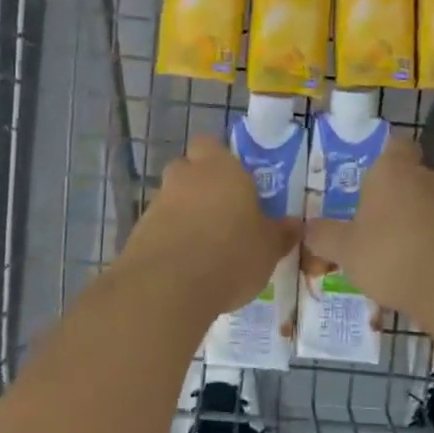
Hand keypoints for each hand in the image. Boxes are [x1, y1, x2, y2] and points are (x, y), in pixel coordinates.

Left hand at [122, 137, 298, 312]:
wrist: (167, 288)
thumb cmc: (230, 254)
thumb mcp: (269, 248)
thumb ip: (281, 233)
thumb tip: (295, 224)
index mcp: (220, 167)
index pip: (212, 145)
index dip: (221, 160)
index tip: (236, 183)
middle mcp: (186, 176)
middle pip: (189, 169)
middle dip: (202, 186)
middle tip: (223, 213)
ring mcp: (158, 203)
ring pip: (174, 199)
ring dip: (186, 215)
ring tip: (207, 247)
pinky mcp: (138, 232)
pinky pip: (160, 227)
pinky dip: (171, 240)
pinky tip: (186, 266)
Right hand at [299, 136, 433, 315]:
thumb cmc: (391, 255)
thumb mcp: (345, 249)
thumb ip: (323, 236)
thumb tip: (307, 227)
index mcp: (393, 168)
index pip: (394, 143)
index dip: (382, 153)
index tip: (363, 172)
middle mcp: (424, 176)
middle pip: (406, 173)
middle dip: (388, 191)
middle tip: (363, 212)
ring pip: (421, 201)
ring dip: (406, 217)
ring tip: (382, 244)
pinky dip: (422, 238)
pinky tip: (406, 264)